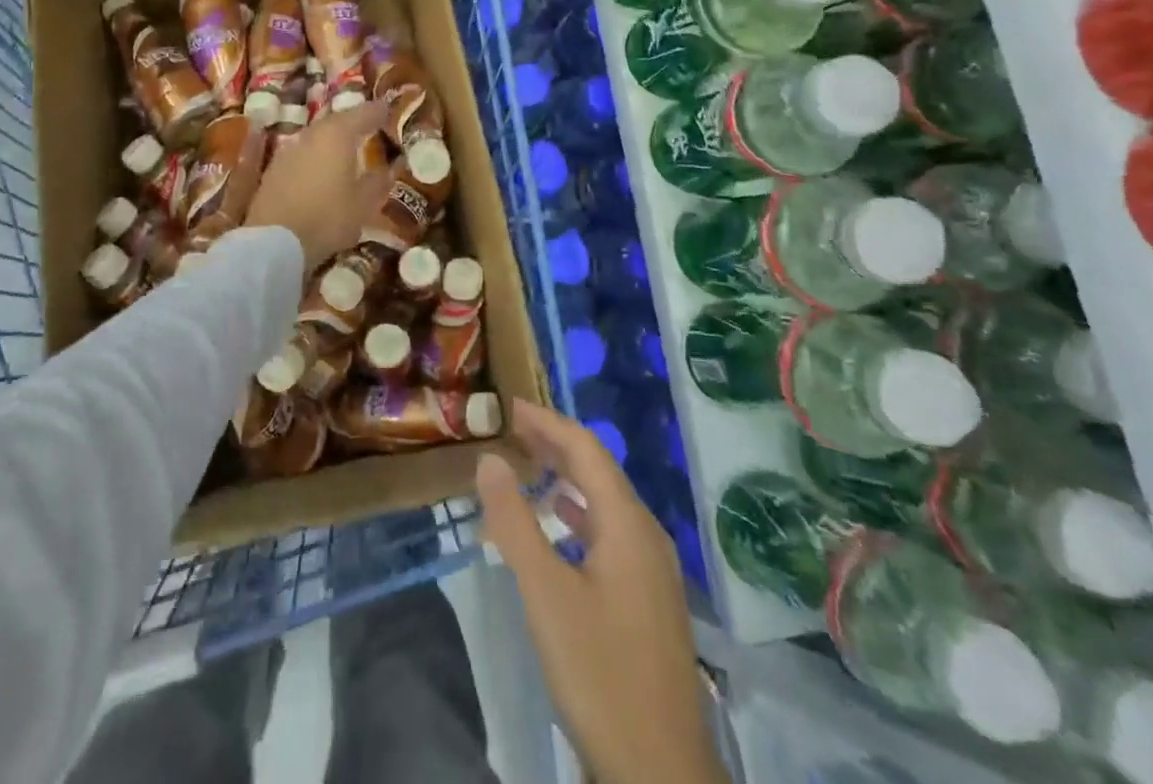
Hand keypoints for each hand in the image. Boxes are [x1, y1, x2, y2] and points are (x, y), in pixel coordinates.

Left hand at [245, 100, 393, 270]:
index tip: (389, 110)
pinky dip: (315, 156)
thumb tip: (391, 167)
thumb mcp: (363, 204)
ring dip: (332, 140)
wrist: (273, 242)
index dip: (378, 111)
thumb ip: (378, 181)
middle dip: (353, 123)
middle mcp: (311, 134)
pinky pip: (302, 153)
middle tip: (368, 128)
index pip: (363, 113)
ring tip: (346, 149)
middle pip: (336, 121)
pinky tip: (321, 168)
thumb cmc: (327, 218)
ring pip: (316, 136)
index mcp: (337, 135)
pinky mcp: (273, 169)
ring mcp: (288, 150)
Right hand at [477, 399, 728, 783]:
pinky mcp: (650, 599)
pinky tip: (562, 523)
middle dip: (556, 444)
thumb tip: (490, 459)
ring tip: (530, 465)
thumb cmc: (600, 675)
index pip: (586, 448)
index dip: (548, 421)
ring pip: (606, 502)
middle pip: (599, 470)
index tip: (510, 406)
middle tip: (513, 429)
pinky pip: (612, 533)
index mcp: (627, 523)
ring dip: (568, 477)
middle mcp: (646, 534)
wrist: (662, 774)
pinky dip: (581, 514)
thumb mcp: (546, 594)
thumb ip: (515, 522)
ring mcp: (653, 569)